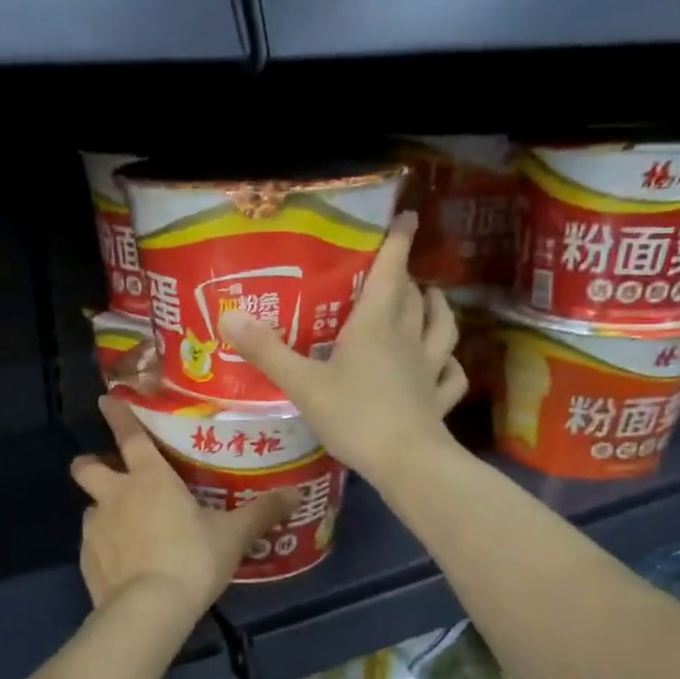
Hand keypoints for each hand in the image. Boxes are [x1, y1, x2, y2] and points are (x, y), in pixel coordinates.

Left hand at [71, 396, 297, 613]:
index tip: (106, 400)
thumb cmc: (192, 560)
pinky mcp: (86, 559)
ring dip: (104, 510)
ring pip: (90, 507)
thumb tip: (294, 494)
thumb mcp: (233, 536)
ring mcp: (96, 527)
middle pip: (86, 467)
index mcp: (149, 479)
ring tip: (126, 529)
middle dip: (91, 464)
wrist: (149, 610)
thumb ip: (261, 512)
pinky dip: (104, 547)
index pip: (129, 435)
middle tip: (108, 472)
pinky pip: (92, 543)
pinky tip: (123, 564)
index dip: (117, 415)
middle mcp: (116, 495)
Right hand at [219, 213, 466, 485]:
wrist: (405, 461)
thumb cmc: (354, 415)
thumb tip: (228, 316)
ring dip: (438, 309)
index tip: (407, 217)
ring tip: (432, 300)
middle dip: (407, 278)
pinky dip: (451, 365)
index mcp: (376, 325)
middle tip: (396, 271)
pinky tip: (445, 365)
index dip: (398, 242)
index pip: (390, 272)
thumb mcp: (302, 383)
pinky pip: (452, 376)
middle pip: (414, 297)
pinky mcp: (438, 400)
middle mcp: (407, 339)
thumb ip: (267, 351)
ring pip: (442, 329)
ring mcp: (428, 370)